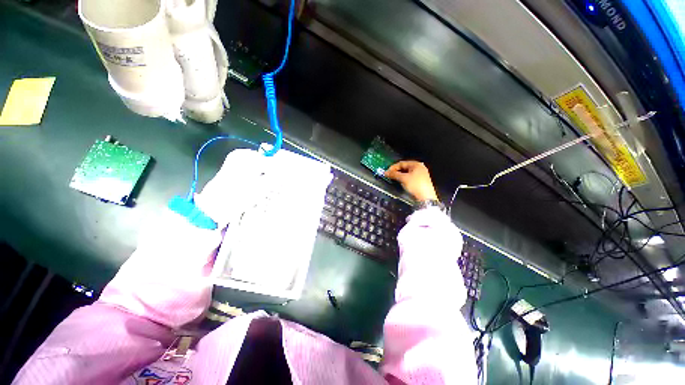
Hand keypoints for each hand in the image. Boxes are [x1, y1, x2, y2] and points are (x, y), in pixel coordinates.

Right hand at [385, 160, 437, 201]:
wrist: (426, 197)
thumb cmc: (415, 185)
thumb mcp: (403, 178)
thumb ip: (394, 174)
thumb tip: (386, 172)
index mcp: (416, 164)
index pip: (401, 163)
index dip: (393, 167)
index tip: (387, 172)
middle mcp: (419, 167)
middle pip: (404, 168)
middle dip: (396, 172)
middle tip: (389, 176)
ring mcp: (420, 174)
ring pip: (406, 173)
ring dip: (399, 175)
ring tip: (393, 179)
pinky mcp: (420, 181)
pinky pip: (409, 177)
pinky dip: (404, 179)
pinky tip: (400, 182)